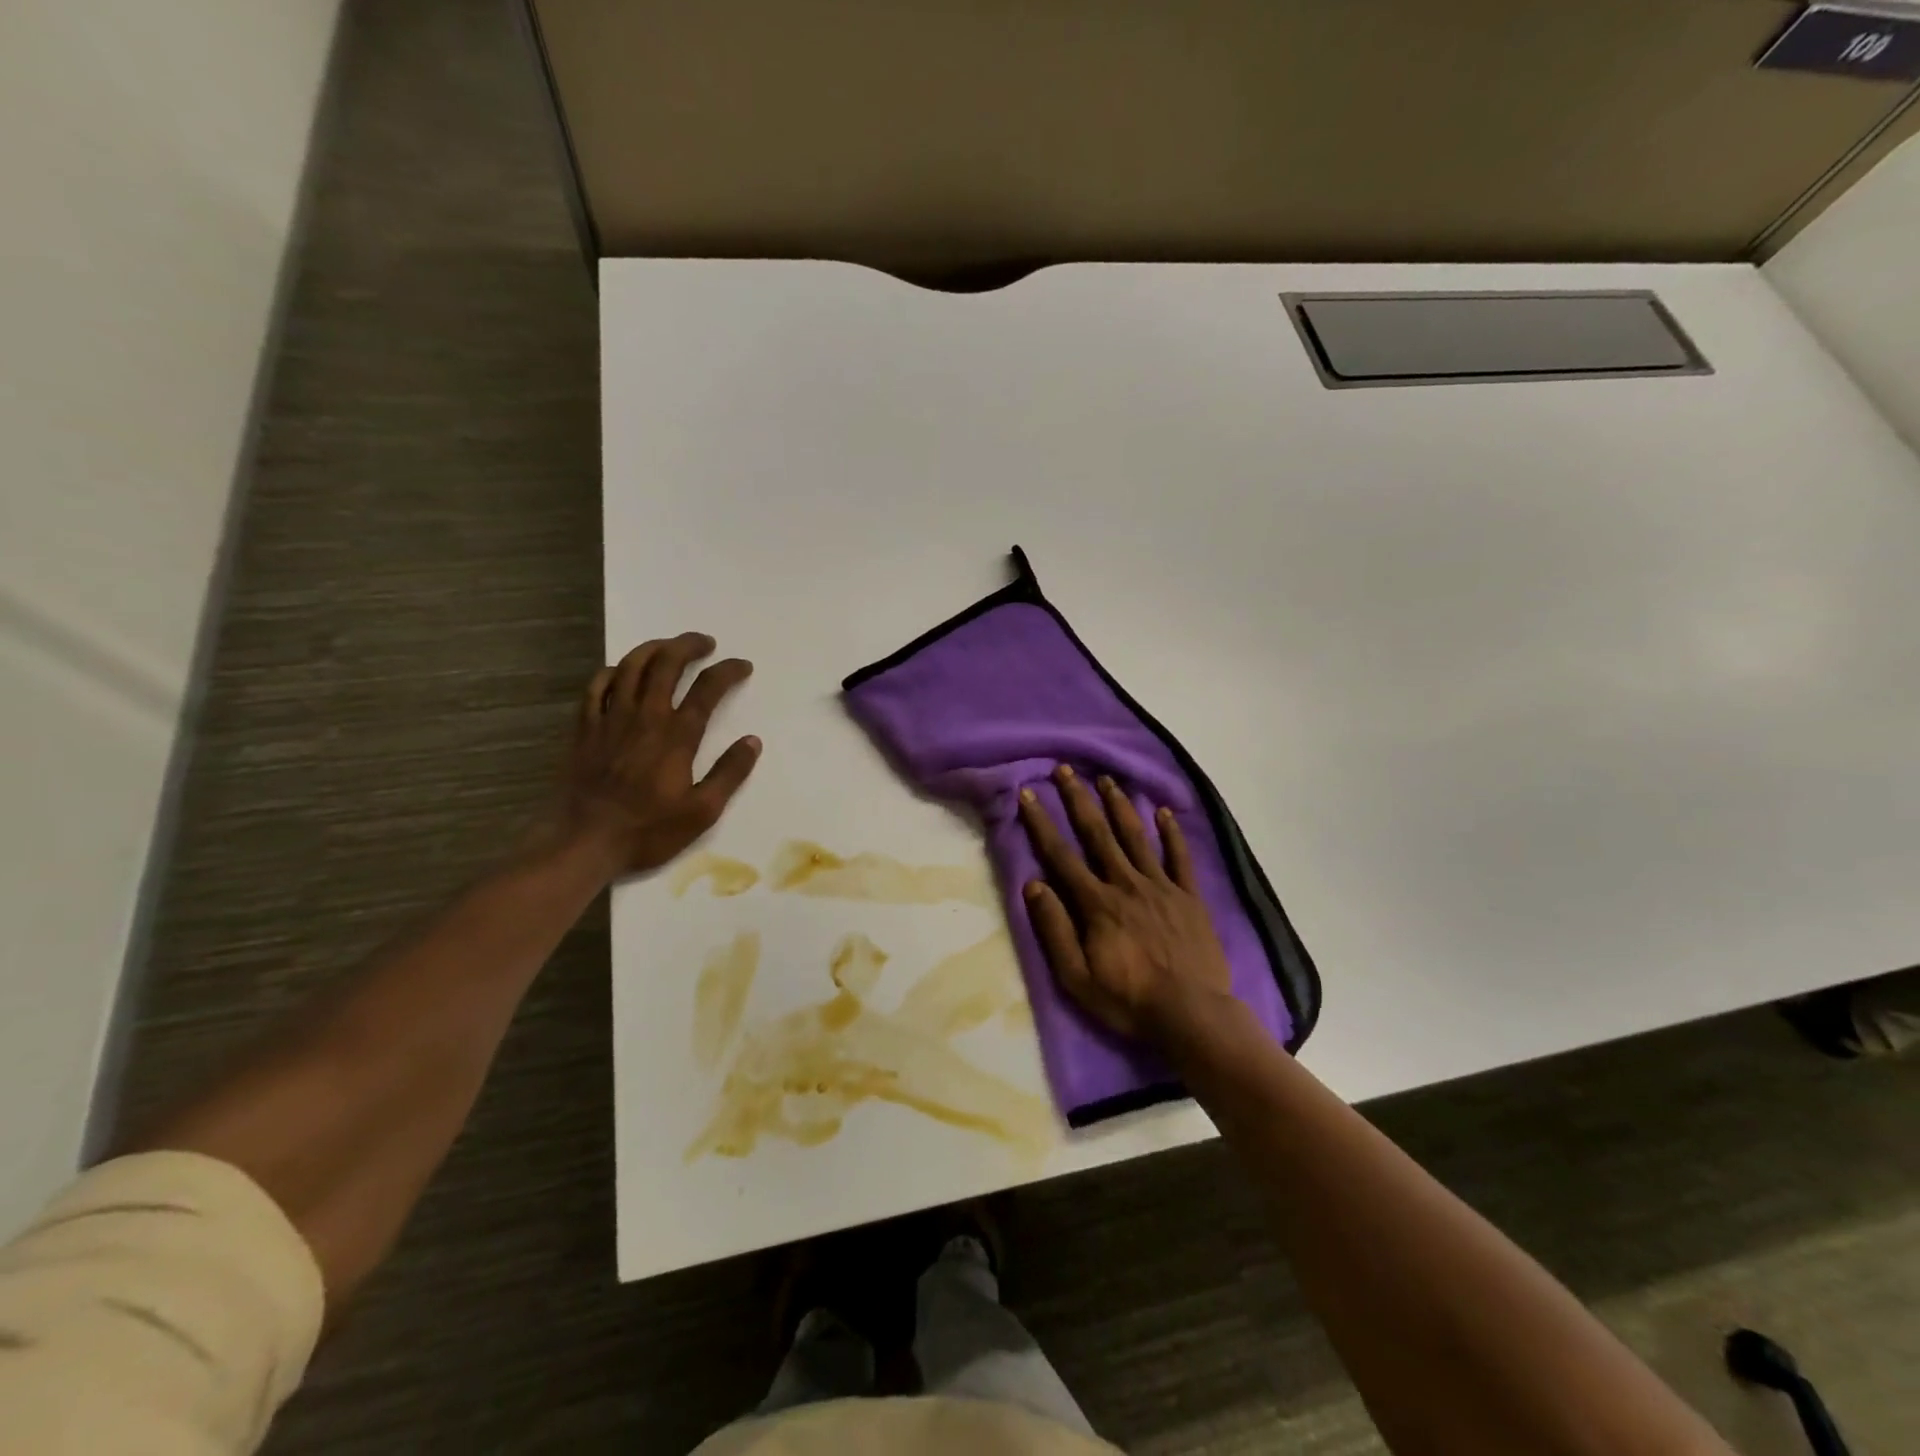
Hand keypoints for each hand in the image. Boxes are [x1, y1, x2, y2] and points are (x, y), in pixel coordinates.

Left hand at [551, 633, 760, 878]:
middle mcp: (645, 717)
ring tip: (668, 646)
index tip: (743, 666)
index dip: (728, 671)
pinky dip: (614, 671)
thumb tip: (753, 741)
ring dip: (653, 648)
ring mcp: (611, 719)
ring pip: (631, 666)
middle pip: (667, 664)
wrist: (584, 841)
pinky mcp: (585, 728)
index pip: (708, 689)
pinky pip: (598, 686)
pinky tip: (623, 671)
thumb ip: (730, 773)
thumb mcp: (702, 811)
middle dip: (689, 646)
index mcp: (677, 736)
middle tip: (706, 644)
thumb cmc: (648, 830)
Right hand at [1017, 765, 1232, 1040]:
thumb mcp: (1076, 977)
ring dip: (1119, 805)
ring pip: (1136, 836)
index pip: (1061, 855)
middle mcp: (1127, 884)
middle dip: (1079, 799)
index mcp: (1097, 903)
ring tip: (1107, 778)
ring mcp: (1161, 887)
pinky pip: (1179, 857)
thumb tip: (1033, 885)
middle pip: (1098, 834)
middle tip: (1066, 769)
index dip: (1042, 823)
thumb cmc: (1129, 1000)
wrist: (1192, 1014)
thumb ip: (1054, 929)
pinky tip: (1163, 811)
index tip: (1028, 794)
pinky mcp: (1189, 897)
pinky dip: (1171, 832)